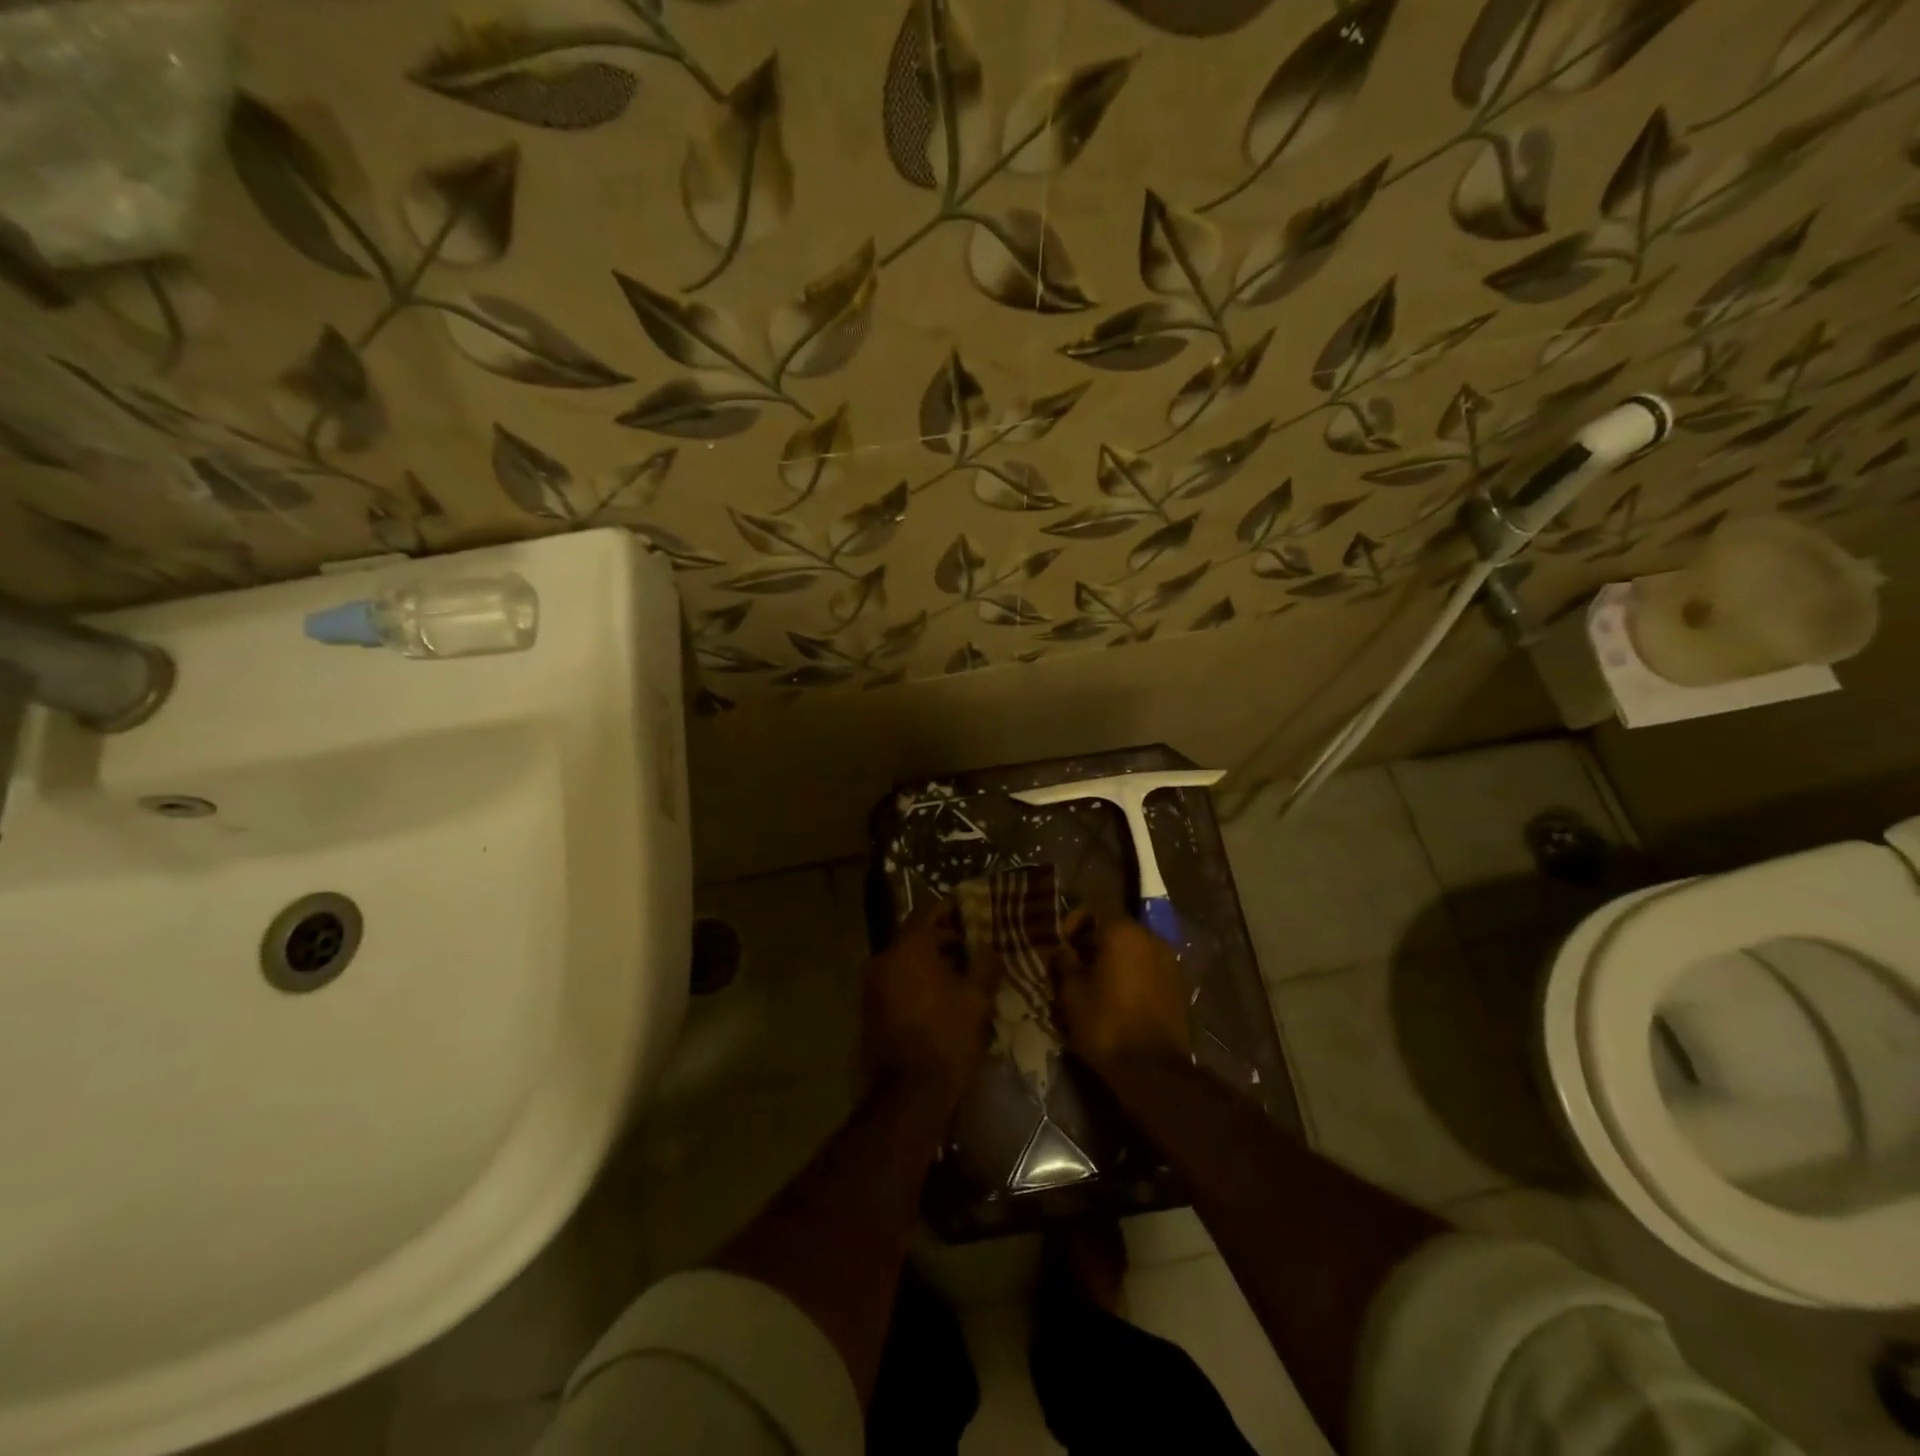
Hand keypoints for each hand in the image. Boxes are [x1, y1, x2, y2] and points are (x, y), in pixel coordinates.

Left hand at [861, 903, 1001, 1111]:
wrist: (908, 1095)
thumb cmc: (947, 1037)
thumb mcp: (976, 999)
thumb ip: (984, 965)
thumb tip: (987, 947)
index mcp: (907, 948)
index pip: (926, 912)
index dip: (949, 910)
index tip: (969, 913)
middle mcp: (883, 959)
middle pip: (913, 936)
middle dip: (942, 938)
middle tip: (970, 945)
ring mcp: (871, 986)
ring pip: (904, 960)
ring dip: (929, 961)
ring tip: (960, 972)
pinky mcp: (869, 1010)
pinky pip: (895, 981)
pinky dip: (915, 980)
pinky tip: (940, 995)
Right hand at [1053, 910, 1190, 1073]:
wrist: (1153, 1069)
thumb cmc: (1105, 1023)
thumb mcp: (1071, 992)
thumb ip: (1064, 962)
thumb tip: (1062, 949)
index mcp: (1122, 931)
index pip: (1093, 910)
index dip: (1072, 925)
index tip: (1061, 947)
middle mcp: (1150, 936)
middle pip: (1115, 928)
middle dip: (1094, 942)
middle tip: (1075, 965)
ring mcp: (1169, 960)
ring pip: (1134, 949)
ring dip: (1115, 959)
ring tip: (1097, 983)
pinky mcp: (1180, 984)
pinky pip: (1149, 968)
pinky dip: (1134, 974)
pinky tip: (1120, 997)